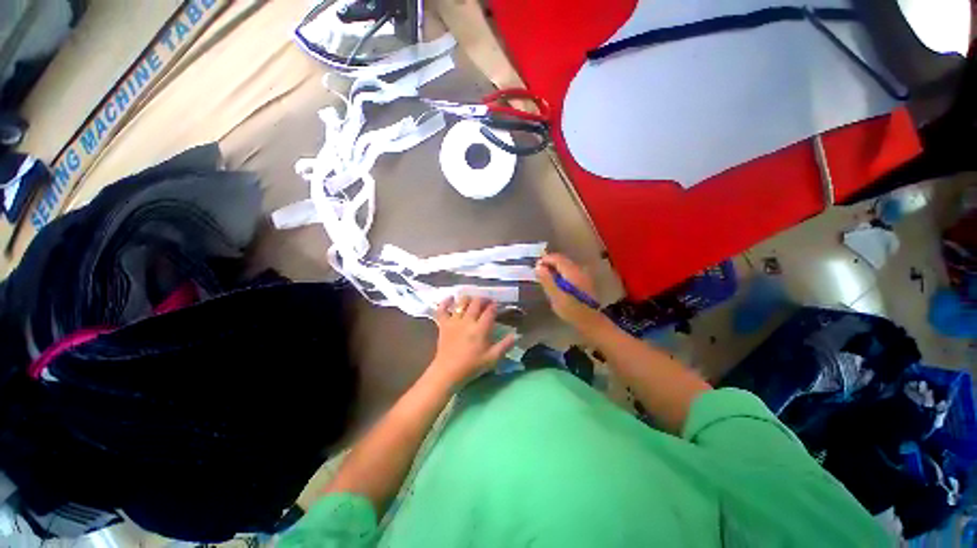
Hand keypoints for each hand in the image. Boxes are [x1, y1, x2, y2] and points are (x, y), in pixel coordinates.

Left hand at [429, 296, 515, 388]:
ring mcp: (454, 321)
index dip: (494, 306)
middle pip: (476, 302)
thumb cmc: (472, 366)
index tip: (496, 305)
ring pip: (461, 302)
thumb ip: (505, 345)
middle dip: (483, 299)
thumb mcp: (492, 358)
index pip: (489, 311)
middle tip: (487, 302)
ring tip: (473, 301)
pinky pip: (442, 308)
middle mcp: (468, 321)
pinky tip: (451, 298)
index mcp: (480, 329)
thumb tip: (516, 335)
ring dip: (469, 298)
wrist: (448, 372)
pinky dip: (446, 302)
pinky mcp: (443, 324)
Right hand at [535, 253, 605, 331]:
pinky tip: (557, 283)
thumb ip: (546, 280)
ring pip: (566, 265)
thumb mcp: (555, 296)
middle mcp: (579, 269)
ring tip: (546, 279)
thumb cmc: (571, 310)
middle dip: (549, 264)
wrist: (590, 321)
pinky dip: (561, 273)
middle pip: (562, 260)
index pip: (556, 258)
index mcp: (572, 272)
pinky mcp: (585, 280)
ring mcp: (583, 274)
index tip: (536, 268)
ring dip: (555, 269)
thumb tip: (538, 266)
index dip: (545, 260)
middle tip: (539, 274)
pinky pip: (570, 271)